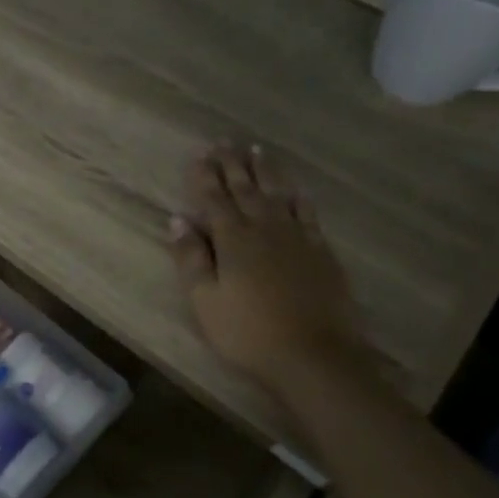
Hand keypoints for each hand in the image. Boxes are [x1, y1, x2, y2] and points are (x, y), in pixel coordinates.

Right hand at [168, 144, 372, 401]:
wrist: (314, 355)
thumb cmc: (247, 332)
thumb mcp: (205, 300)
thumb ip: (191, 258)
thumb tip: (177, 220)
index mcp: (232, 239)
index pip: (214, 199)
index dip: (205, 176)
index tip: (199, 155)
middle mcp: (265, 229)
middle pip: (246, 189)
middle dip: (232, 165)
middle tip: (225, 142)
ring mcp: (297, 238)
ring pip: (278, 194)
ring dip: (265, 172)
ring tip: (257, 151)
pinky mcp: (321, 252)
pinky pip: (308, 214)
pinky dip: (298, 197)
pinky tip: (295, 190)